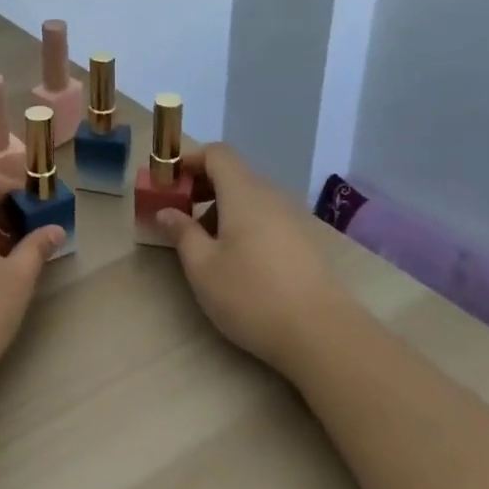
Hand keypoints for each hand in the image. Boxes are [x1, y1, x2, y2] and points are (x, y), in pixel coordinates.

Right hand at [154, 143, 348, 375]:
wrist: (322, 334)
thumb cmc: (251, 295)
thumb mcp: (202, 266)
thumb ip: (182, 233)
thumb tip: (166, 212)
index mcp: (243, 193)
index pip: (217, 153)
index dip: (189, 160)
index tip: (169, 184)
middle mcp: (271, 196)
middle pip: (234, 174)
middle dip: (202, 187)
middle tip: (180, 214)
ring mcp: (292, 218)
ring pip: (250, 197)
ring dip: (222, 208)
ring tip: (206, 244)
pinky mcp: (305, 241)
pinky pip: (266, 217)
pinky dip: (244, 224)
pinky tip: (238, 260)